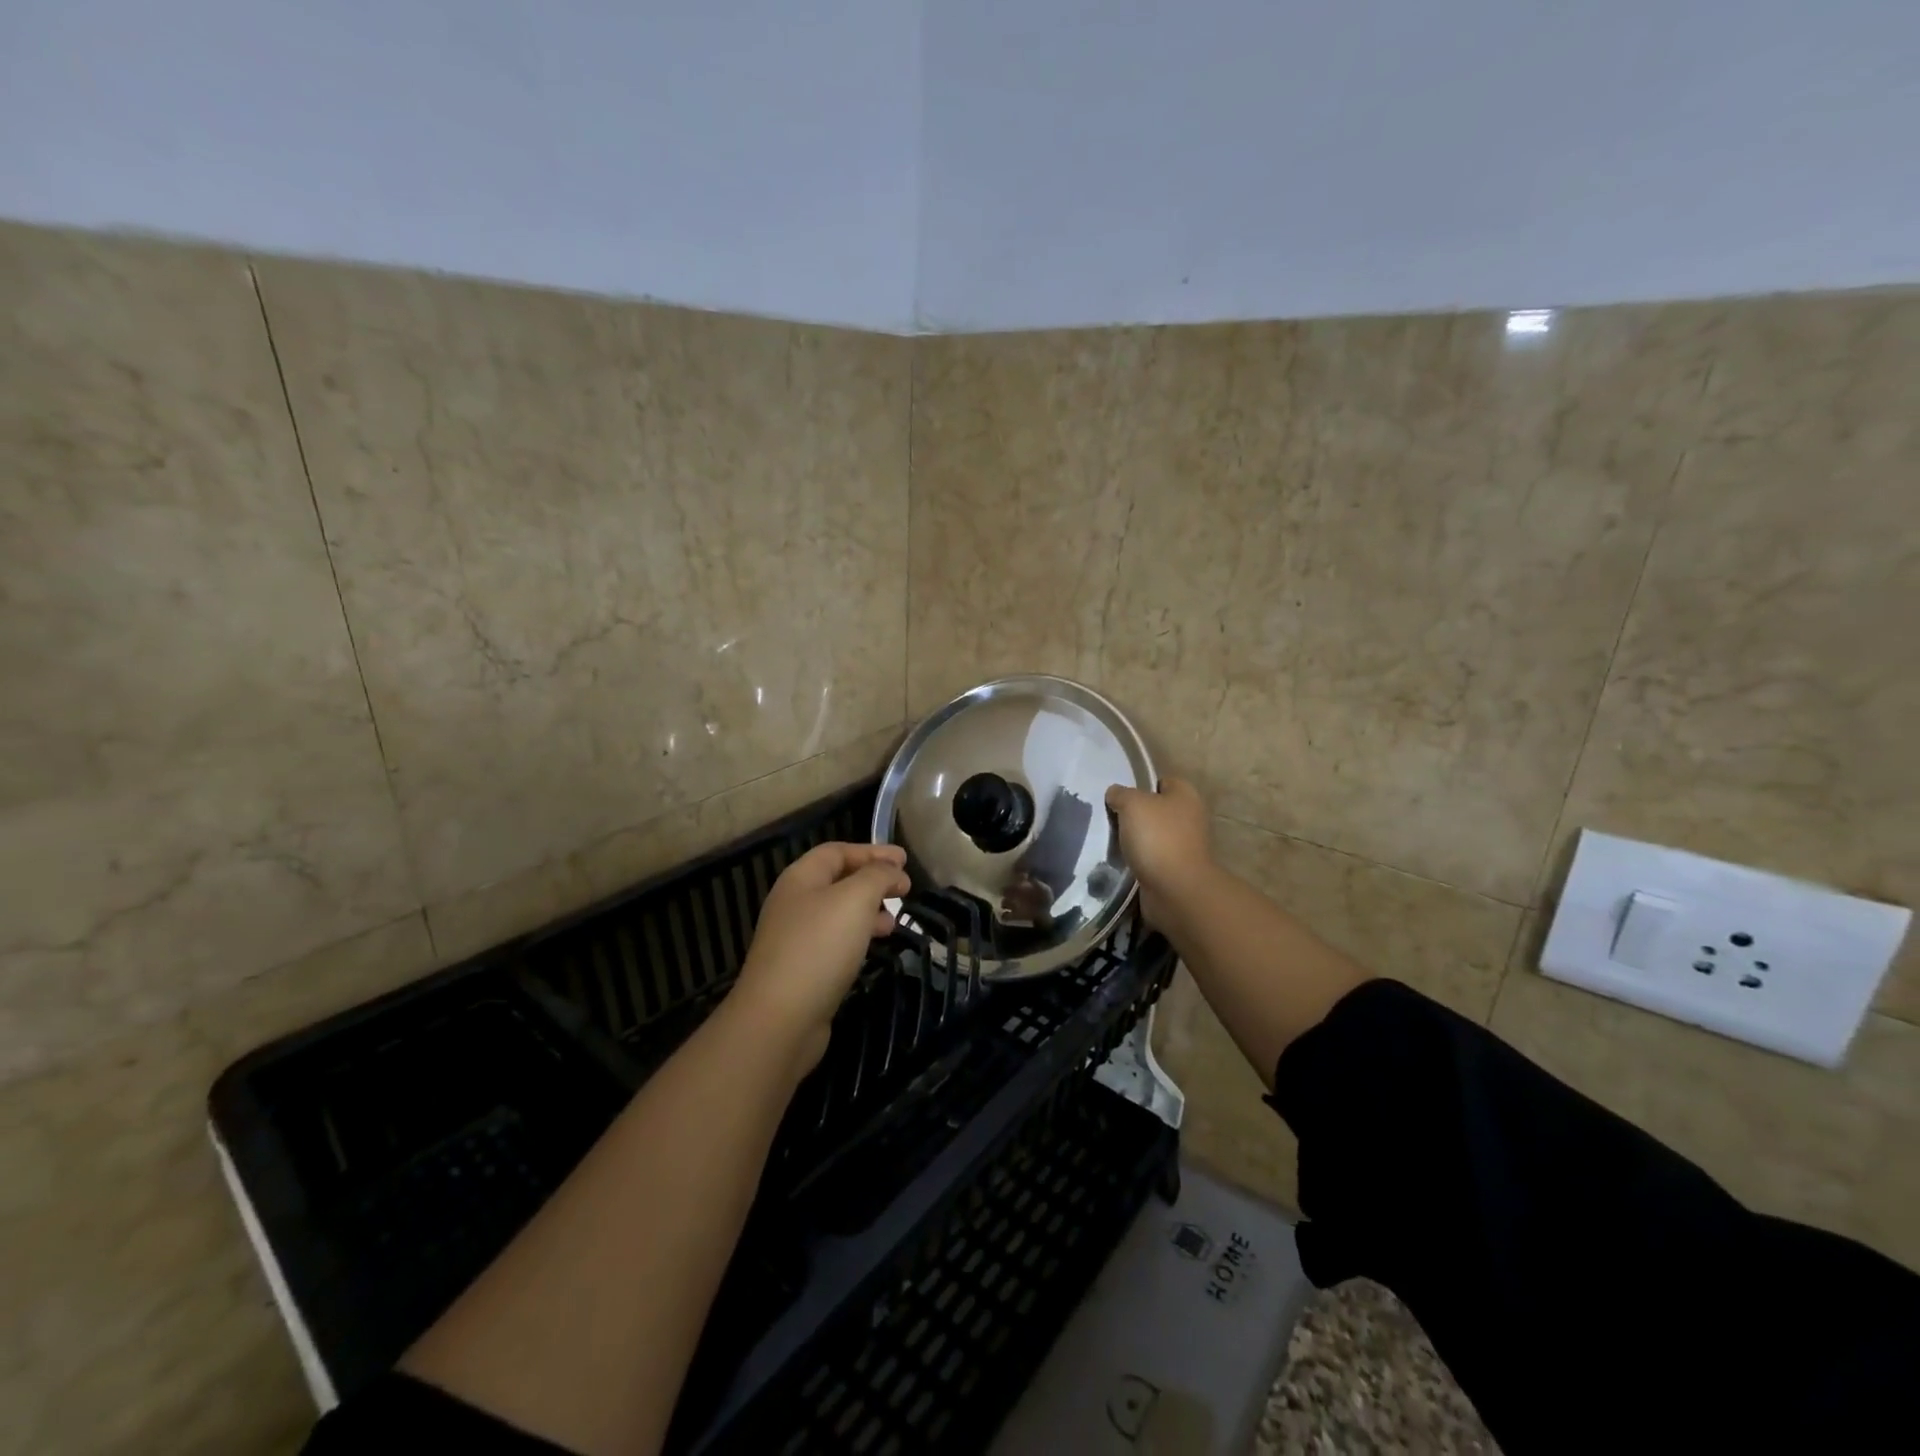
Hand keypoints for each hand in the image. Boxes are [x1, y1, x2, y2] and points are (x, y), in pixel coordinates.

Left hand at [730, 841, 910, 1072]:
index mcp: (800, 878)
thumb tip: (893, 871)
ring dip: (868, 910)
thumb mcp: (856, 899)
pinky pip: (835, 941)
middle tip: (904, 889)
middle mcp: (793, 903)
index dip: (872, 851)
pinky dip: (858, 936)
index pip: (837, 851)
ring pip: (838, 913)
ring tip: (895, 921)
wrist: (780, 1018)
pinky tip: (874, 948)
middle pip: (837, 880)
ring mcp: (794, 938)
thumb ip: (877, 876)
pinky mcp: (801, 969)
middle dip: (872, 880)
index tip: (905, 860)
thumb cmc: (819, 947)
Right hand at [1105, 777, 1213, 930]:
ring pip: (1152, 835)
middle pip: (1156, 810)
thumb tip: (1115, 793)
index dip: (1140, 785)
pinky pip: (1152, 859)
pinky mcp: (1176, 870)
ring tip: (1111, 841)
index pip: (1161, 781)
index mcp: (1186, 795)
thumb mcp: (1133, 804)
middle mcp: (1190, 818)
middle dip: (1134, 814)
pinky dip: (1139, 860)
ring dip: (1135, 839)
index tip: (1118, 795)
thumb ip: (1121, 793)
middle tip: (1109, 818)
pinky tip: (1121, 862)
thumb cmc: (1157, 838)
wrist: (1175, 890)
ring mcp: (1185, 846)